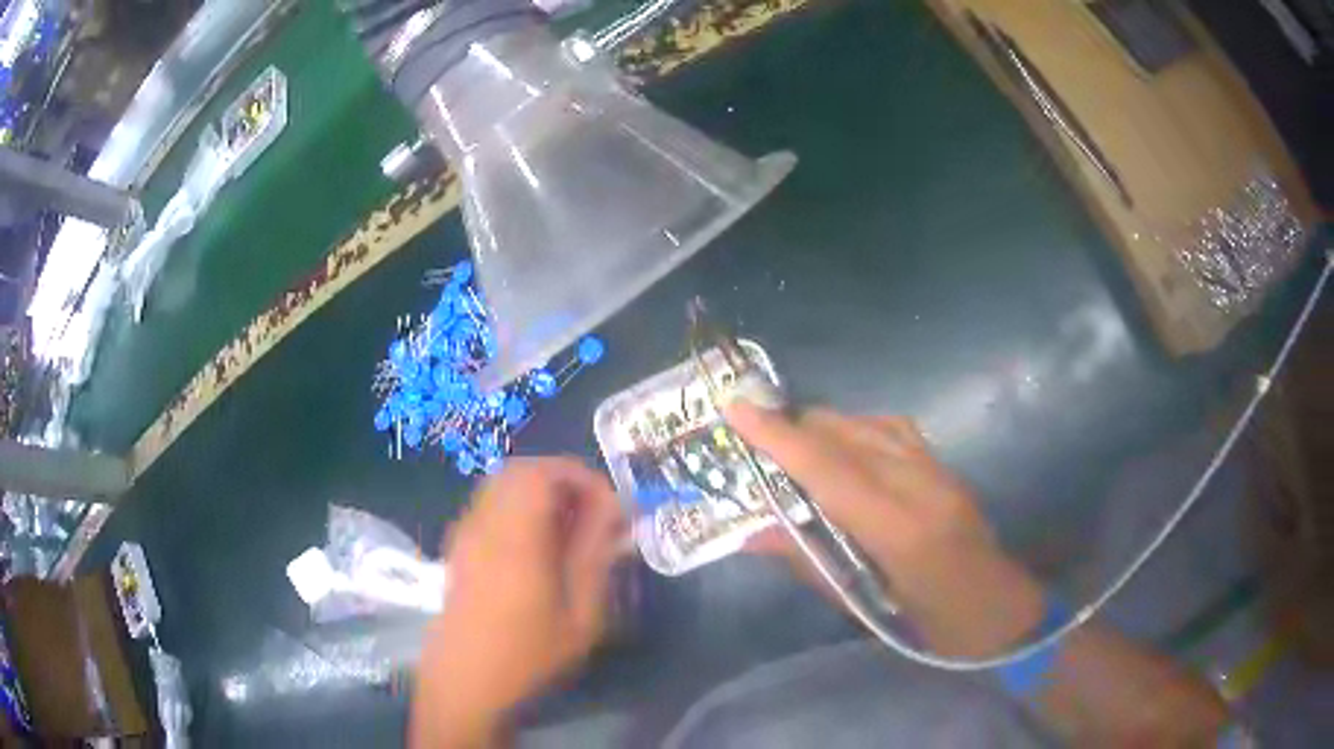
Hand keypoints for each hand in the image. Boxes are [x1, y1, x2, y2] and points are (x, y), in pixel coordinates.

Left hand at [412, 458, 625, 747]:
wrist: (464, 684)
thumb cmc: (528, 656)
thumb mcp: (579, 615)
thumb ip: (595, 556)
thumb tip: (613, 511)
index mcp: (514, 536)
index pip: (544, 472)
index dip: (582, 478)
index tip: (611, 509)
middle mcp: (484, 523)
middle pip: (520, 471)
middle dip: (564, 481)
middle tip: (594, 515)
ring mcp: (465, 534)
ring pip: (503, 485)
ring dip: (541, 494)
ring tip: (571, 531)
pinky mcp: (458, 548)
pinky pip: (491, 506)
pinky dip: (519, 508)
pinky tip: (538, 548)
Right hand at [725, 403, 1045, 658]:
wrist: (1001, 612)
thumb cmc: (931, 627)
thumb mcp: (865, 607)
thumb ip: (810, 564)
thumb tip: (754, 536)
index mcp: (899, 531)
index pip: (829, 470)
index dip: (778, 437)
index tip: (735, 409)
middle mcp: (920, 486)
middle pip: (848, 435)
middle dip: (796, 428)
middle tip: (755, 439)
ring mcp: (938, 470)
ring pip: (870, 425)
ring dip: (826, 428)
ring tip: (793, 444)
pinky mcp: (946, 467)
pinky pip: (894, 430)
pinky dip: (859, 431)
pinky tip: (845, 447)